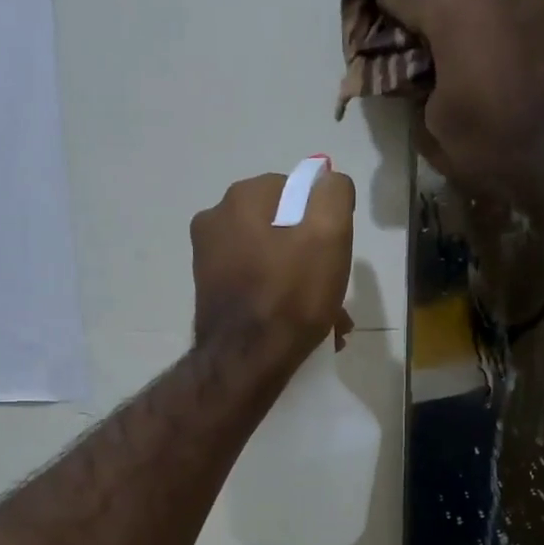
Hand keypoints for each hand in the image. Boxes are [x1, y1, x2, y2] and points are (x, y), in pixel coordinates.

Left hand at [190, 170, 355, 365]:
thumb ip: (333, 194)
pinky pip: (256, 284)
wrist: (246, 362)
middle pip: (283, 228)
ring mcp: (208, 258)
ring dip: (301, 284)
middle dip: (313, 258)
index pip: (296, 191)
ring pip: (272, 260)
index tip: (334, 254)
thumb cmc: (291, 295)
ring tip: (328, 320)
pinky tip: (302, 329)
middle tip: (335, 293)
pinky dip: (280, 299)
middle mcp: (215, 220)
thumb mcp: (329, 234)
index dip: (322, 221)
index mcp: (241, 199)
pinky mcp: (210, 291)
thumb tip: (327, 181)